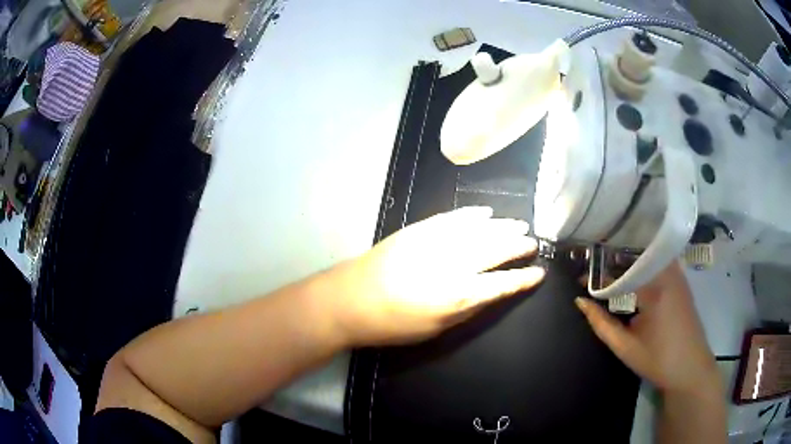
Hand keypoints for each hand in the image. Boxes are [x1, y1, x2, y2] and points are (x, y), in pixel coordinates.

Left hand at [320, 206, 545, 345]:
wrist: (351, 299)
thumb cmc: (393, 324)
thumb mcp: (437, 328)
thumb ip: (468, 308)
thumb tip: (492, 293)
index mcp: (459, 294)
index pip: (503, 283)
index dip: (524, 279)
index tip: (538, 273)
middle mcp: (453, 263)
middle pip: (496, 249)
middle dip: (518, 245)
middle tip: (532, 242)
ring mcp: (436, 241)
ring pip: (479, 229)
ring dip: (502, 226)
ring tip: (520, 224)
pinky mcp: (419, 229)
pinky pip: (453, 218)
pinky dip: (472, 214)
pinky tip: (486, 213)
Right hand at [575, 263, 721, 395]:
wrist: (691, 368)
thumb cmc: (658, 360)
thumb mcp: (626, 347)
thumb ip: (601, 323)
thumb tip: (580, 302)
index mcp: (654, 288)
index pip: (620, 271)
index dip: (598, 274)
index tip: (580, 277)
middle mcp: (668, 273)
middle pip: (636, 254)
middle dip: (613, 257)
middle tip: (593, 266)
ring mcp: (677, 274)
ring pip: (649, 255)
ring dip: (628, 258)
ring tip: (609, 266)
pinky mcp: (681, 280)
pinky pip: (659, 262)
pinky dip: (643, 264)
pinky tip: (633, 273)